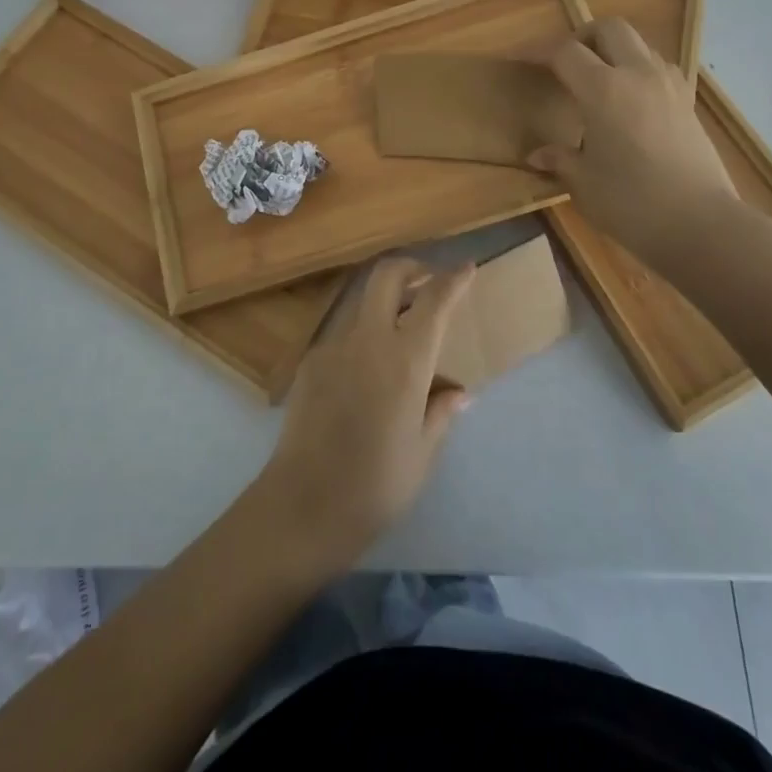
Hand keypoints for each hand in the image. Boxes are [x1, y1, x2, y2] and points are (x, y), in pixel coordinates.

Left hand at [255, 257, 472, 570]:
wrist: (305, 504)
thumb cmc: (377, 485)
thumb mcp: (422, 452)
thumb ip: (440, 412)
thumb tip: (459, 392)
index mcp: (406, 360)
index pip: (434, 300)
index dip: (453, 278)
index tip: (467, 266)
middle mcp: (368, 339)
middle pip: (387, 275)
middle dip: (411, 267)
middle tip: (427, 279)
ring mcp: (334, 346)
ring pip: (362, 302)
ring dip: (384, 302)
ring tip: (400, 330)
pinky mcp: (310, 361)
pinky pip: (344, 335)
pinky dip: (363, 336)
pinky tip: (367, 372)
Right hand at [526, 17, 737, 265]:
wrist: (702, 225)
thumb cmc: (631, 203)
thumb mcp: (584, 182)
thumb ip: (560, 159)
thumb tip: (538, 155)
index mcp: (604, 89)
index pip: (564, 52)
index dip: (537, 50)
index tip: (518, 57)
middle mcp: (638, 75)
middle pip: (610, 29)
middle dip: (583, 37)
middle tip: (565, 63)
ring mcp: (669, 86)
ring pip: (639, 45)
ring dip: (614, 52)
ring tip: (597, 82)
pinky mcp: (688, 104)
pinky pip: (659, 69)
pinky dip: (638, 72)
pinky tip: (629, 103)